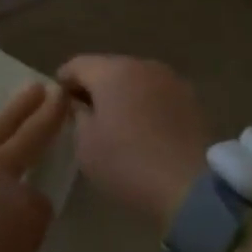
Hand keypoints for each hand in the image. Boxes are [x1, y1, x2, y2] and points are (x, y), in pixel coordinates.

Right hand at [57, 55, 209, 227]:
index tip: (60, 104)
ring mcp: (169, 78)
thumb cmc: (128, 164)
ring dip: (123, 94)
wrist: (191, 187)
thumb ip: (77, 116)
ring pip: (135, 79)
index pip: (76, 65)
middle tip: (87, 115)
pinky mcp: (190, 97)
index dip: (63, 82)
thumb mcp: (86, 146)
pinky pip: (157, 93)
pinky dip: (146, 104)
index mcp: (111, 71)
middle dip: (95, 87)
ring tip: (118, 124)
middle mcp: (140, 64)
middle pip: (107, 68)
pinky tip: (145, 130)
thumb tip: (79, 103)